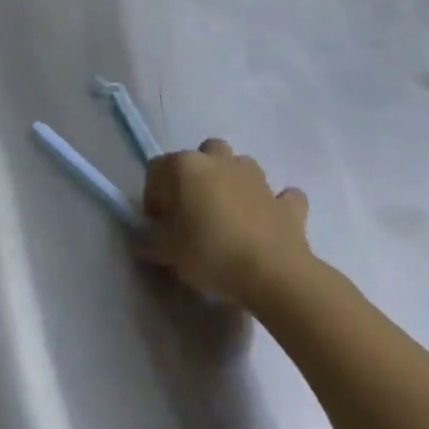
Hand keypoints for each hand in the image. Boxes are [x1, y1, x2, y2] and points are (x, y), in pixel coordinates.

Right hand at [141, 140, 313, 303]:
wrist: (274, 275)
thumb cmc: (210, 253)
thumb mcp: (166, 251)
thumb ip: (149, 241)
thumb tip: (142, 240)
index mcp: (185, 166)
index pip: (156, 169)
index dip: (153, 196)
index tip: (158, 224)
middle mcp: (219, 162)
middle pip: (203, 152)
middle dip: (197, 174)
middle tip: (193, 209)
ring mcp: (257, 180)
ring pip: (241, 165)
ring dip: (234, 182)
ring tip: (228, 214)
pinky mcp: (287, 205)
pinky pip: (282, 196)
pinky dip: (276, 204)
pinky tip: (269, 221)